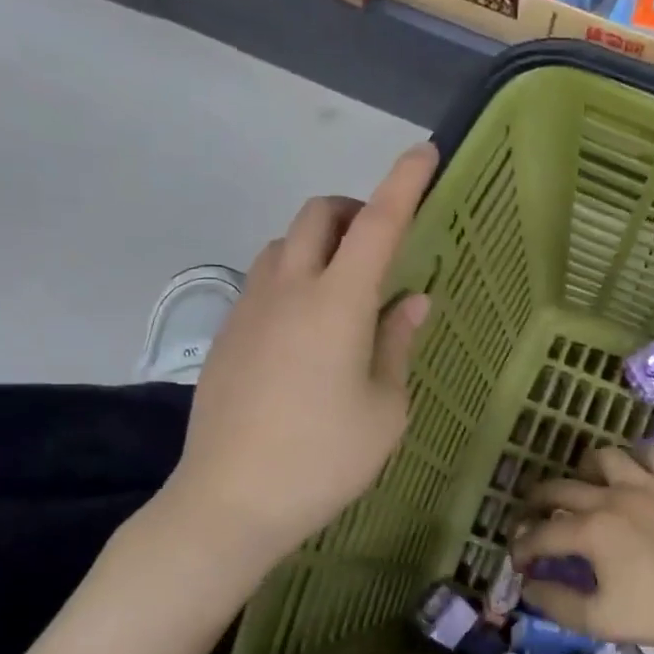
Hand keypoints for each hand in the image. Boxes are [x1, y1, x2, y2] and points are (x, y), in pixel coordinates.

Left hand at [154, 143, 437, 571]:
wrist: (229, 502)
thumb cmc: (324, 458)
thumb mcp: (385, 408)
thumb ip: (397, 343)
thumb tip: (411, 300)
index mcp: (336, 303)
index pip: (378, 223)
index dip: (405, 183)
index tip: (425, 152)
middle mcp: (288, 289)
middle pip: (318, 215)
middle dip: (355, 210)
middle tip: (382, 246)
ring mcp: (249, 309)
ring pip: (285, 245)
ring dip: (321, 245)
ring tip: (346, 293)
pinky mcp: (228, 334)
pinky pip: (265, 280)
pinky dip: (295, 277)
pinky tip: (308, 331)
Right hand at [510, 444, 653, 653]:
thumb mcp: (600, 620)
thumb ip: (557, 603)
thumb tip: (529, 585)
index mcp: (591, 531)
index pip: (541, 534)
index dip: (522, 548)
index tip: (519, 562)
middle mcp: (612, 497)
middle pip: (560, 488)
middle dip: (537, 503)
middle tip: (532, 518)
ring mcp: (647, 484)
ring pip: (604, 457)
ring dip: (584, 470)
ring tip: (583, 486)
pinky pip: (653, 452)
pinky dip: (637, 456)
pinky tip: (633, 471)